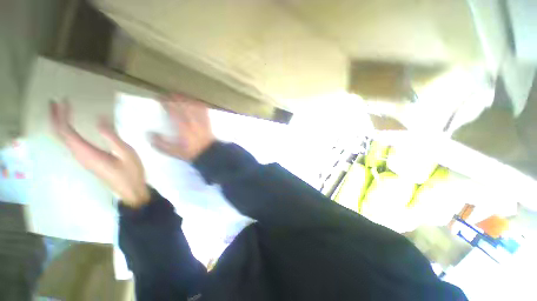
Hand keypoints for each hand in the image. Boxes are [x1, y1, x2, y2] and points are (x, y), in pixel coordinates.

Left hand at [50, 100, 149, 207]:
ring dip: (60, 124)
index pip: (66, 131)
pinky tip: (71, 128)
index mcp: (87, 152)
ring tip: (62, 111)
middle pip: (60, 135)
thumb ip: (111, 136)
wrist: (130, 190)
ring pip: (63, 139)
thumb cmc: (130, 172)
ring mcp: (82, 159)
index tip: (64, 101)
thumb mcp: (126, 153)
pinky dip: (67, 132)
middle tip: (56, 102)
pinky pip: (70, 144)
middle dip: (56, 117)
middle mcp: (80, 155)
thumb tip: (99, 118)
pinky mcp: (87, 160)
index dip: (62, 115)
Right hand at [151, 94, 214, 160]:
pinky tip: (196, 101)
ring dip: (186, 99)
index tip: (159, 97)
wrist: (209, 153)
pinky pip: (204, 110)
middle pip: (183, 105)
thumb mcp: (173, 151)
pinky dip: (199, 104)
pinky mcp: (208, 122)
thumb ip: (160, 143)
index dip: (165, 102)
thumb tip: (148, 133)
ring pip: (193, 106)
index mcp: (182, 127)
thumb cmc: (191, 152)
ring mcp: (201, 121)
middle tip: (168, 94)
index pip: (172, 110)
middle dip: (175, 98)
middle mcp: (191, 121)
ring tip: (180, 95)